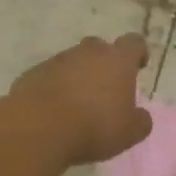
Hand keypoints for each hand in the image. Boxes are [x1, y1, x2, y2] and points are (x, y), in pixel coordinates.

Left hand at [8, 34, 153, 165]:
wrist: (39, 128)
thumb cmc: (94, 126)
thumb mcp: (129, 133)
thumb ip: (140, 121)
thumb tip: (141, 116)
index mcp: (117, 60)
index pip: (134, 43)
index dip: (138, 52)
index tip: (139, 66)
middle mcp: (88, 52)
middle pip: (100, 48)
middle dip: (104, 63)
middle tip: (106, 88)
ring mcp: (58, 60)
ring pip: (73, 61)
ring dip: (78, 76)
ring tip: (78, 104)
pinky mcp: (34, 72)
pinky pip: (50, 75)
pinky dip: (55, 87)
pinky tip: (54, 110)